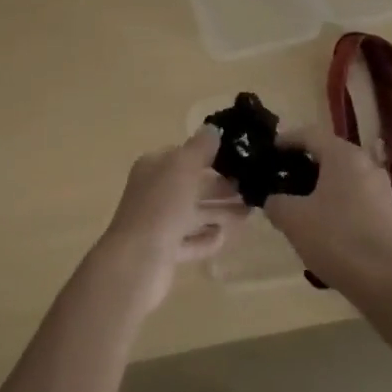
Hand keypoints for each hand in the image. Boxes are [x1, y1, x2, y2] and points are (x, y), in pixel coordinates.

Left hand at [94, 127, 246, 316]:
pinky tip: (226, 236)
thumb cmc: (161, 207)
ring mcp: (158, 224)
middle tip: (253, 187)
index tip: (240, 158)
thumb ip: (200, 147)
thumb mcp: (183, 167)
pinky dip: (207, 238)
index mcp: (154, 167)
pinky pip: (191, 241)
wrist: (137, 262)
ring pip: (194, 214)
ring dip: (220, 212)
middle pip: (192, 185)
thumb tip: (213, 129)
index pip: (184, 155)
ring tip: (250, 212)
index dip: (211, 155)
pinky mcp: (165, 252)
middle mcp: (154, 192)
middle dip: (221, 187)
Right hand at [264, 127, 391, 296]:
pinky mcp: (387, 211)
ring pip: (343, 176)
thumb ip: (276, 202)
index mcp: (343, 156)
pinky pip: (355, 195)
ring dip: (320, 184)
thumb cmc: (334, 238)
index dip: (285, 140)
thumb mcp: (292, 218)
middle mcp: (366, 164)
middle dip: (303, 164)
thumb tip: (273, 200)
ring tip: (298, 203)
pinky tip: (323, 223)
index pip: (309, 134)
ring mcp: (381, 188)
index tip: (268, 152)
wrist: (383, 281)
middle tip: (280, 178)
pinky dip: (336, 200)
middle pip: (328, 153)